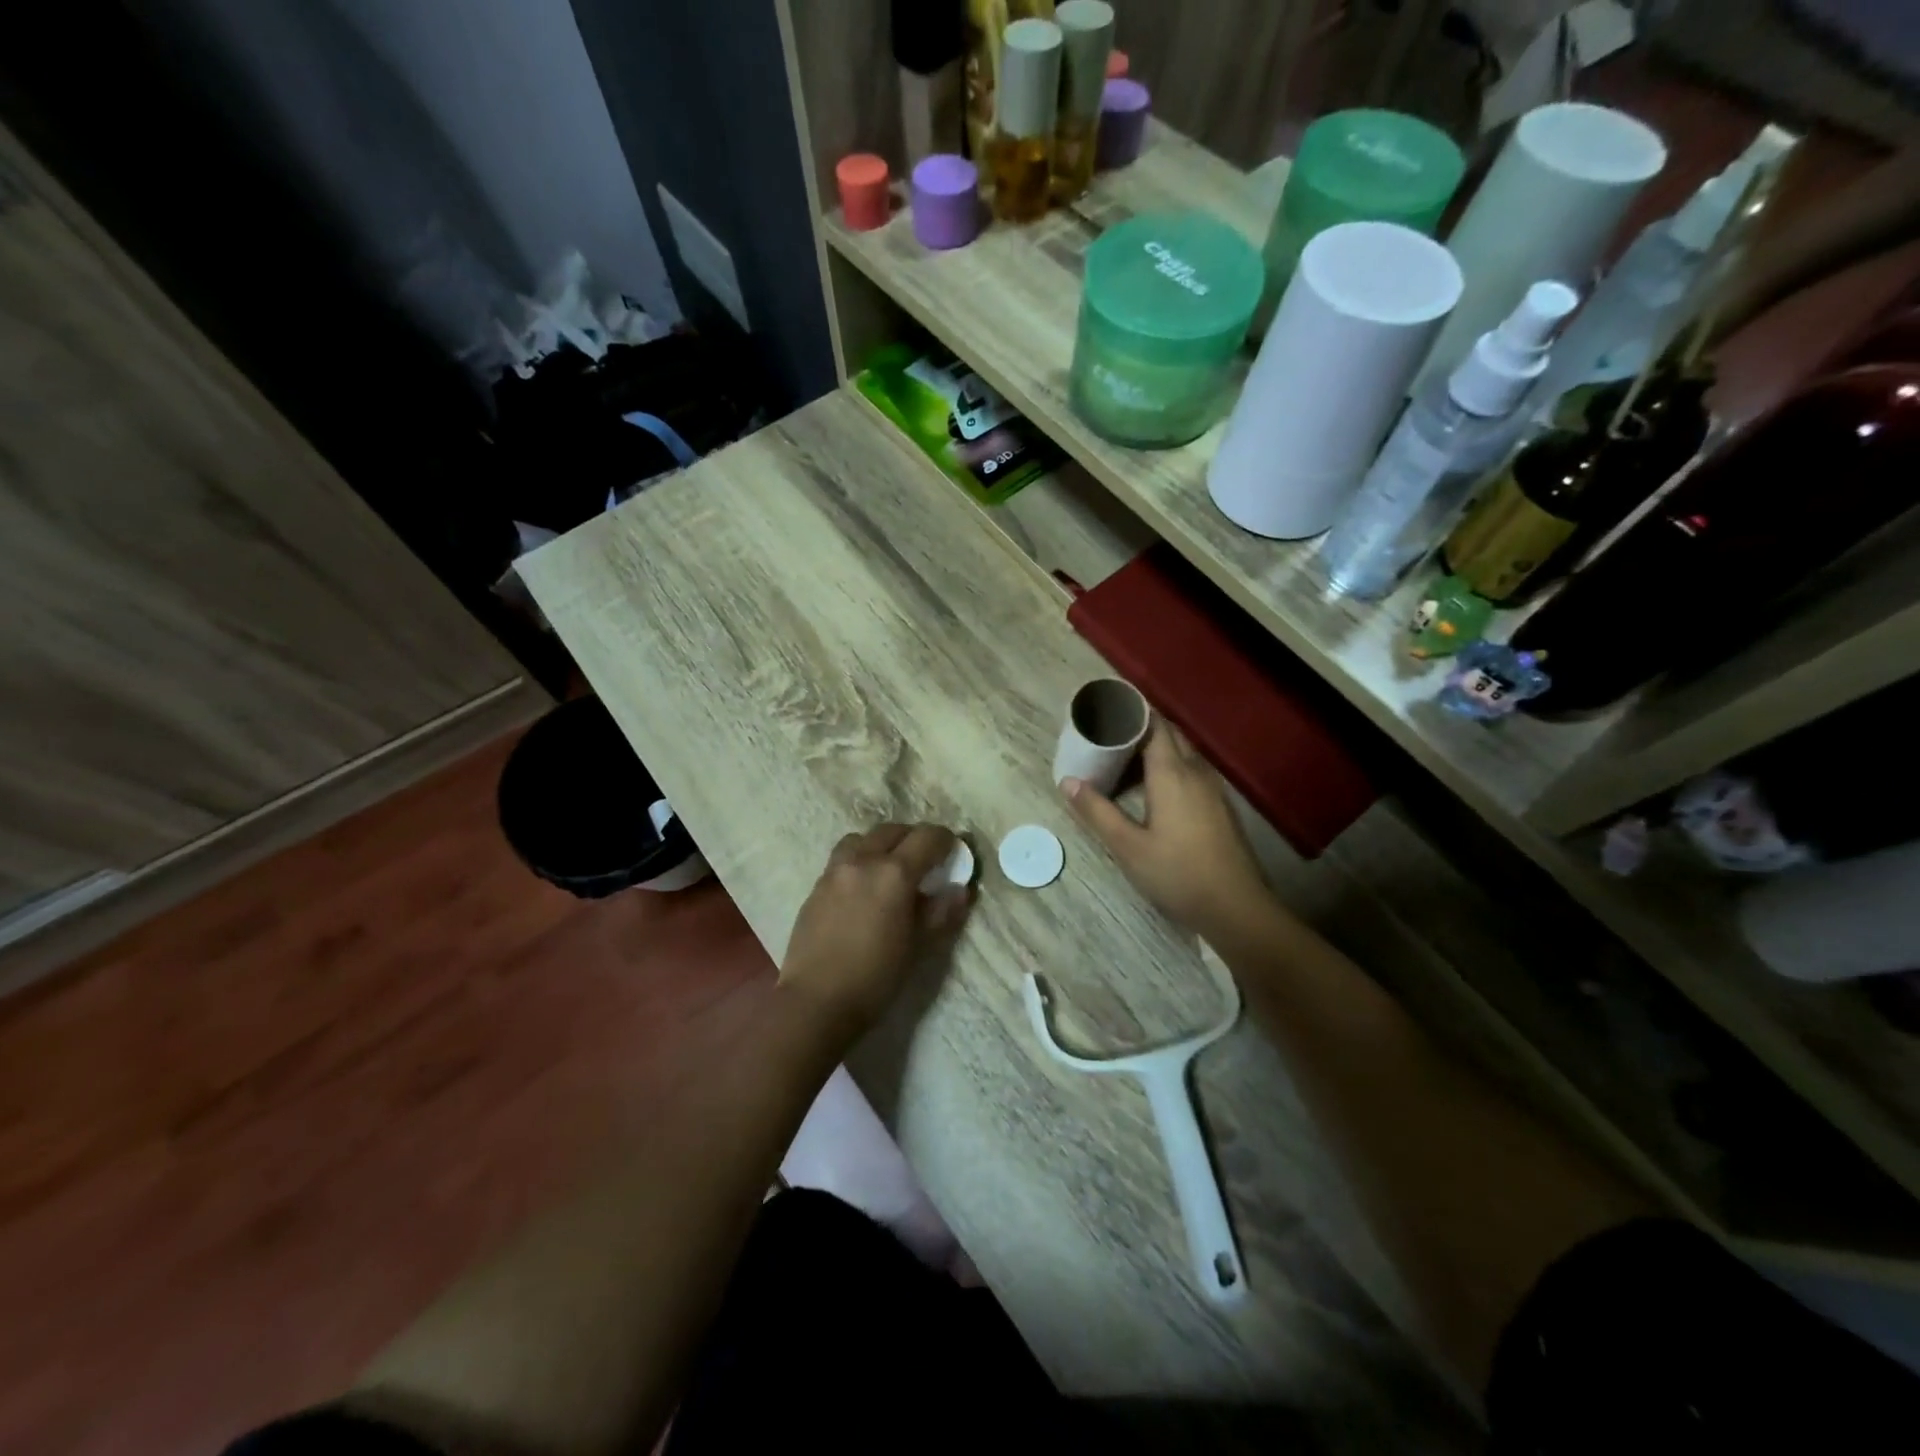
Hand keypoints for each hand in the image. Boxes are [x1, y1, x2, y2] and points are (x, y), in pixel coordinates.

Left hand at [780, 823, 972, 1033]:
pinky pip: (842, 858)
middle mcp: (863, 861)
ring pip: (862, 838)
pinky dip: (860, 860)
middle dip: (913, 838)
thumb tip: (960, 890)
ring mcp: (835, 871)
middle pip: (893, 831)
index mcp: (894, 873)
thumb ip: (941, 912)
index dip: (945, 840)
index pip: (927, 837)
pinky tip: (864, 888)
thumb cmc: (875, 978)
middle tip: (926, 860)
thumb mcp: (918, 947)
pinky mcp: (816, 886)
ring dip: (882, 844)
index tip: (954, 852)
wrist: (815, 1001)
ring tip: (890, 868)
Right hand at [1064, 724, 1273, 939]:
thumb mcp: (1128, 847)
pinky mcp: (1220, 806)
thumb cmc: (1177, 874)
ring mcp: (1213, 789)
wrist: (1236, 907)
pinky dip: (1170, 766)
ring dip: (1157, 747)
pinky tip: (1154, 788)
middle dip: (1142, 727)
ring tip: (1125, 758)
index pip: (1154, 725)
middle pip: (1170, 734)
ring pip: (1184, 753)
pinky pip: (1192, 770)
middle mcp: (1196, 772)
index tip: (1107, 707)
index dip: (1133, 712)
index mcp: (1171, 774)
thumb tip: (1067, 781)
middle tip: (1109, 733)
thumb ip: (1097, 811)